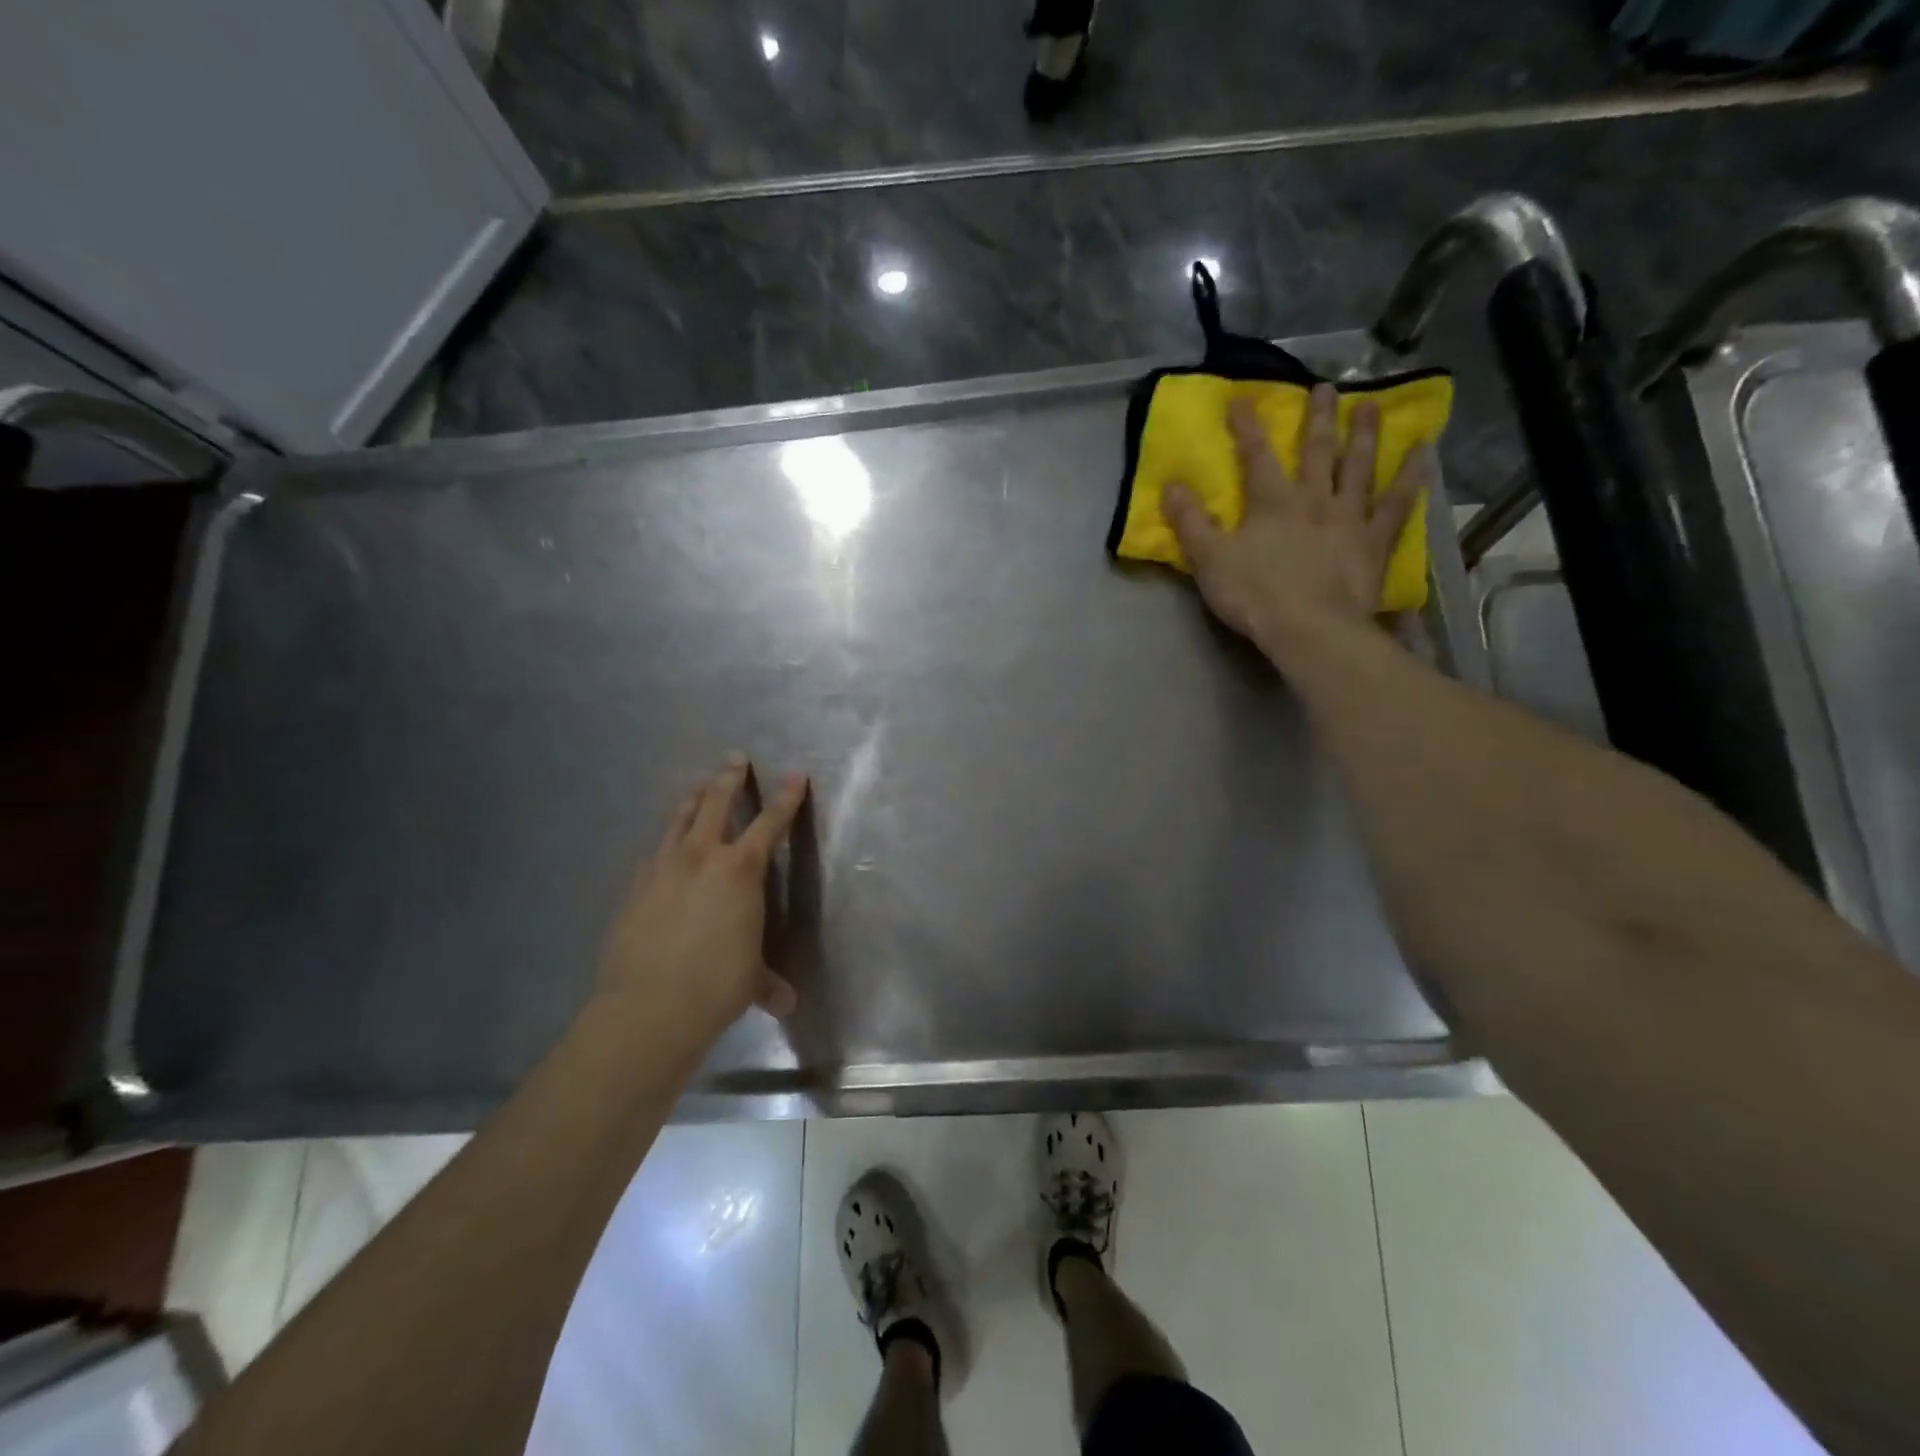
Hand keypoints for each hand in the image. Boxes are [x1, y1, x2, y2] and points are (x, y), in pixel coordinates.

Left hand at [594, 756, 809, 1042]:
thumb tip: (786, 1003)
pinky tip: (663, 851)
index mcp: (740, 871)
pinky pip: (653, 853)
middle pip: (716, 804)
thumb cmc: (716, 986)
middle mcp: (701, 857)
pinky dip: (665, 845)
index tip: (795, 774)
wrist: (647, 1007)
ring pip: (679, 821)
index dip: (786, 798)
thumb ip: (768, 983)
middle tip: (735, 758)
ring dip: (692, 801)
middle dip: (729, 778)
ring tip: (698, 788)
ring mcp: (662, 868)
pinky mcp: (633, 888)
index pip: (770, 824)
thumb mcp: (751, 981)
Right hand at [1160, 385, 1432, 652]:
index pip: (1256, 456)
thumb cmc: (1255, 595)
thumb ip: (1190, 522)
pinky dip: (1410, 477)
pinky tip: (1422, 454)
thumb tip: (1170, 485)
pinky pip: (1398, 503)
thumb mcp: (1210, 560)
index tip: (1242, 399)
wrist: (1311, 629)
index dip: (1248, 427)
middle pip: (1317, 450)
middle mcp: (1314, 499)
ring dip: (1365, 434)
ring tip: (1371, 406)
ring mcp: (1350, 517)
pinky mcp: (1375, 541)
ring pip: (1359, 467)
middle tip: (1326, 387)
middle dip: (1317, 417)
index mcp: (1272, 502)